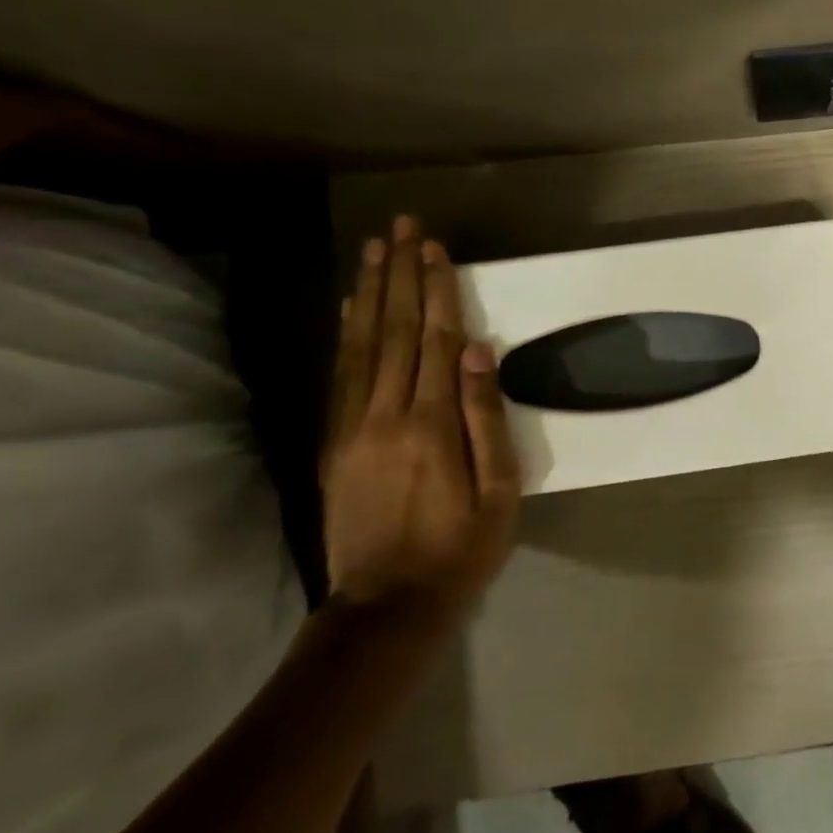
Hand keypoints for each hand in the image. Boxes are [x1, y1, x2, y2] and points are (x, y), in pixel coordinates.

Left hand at [321, 215, 519, 610]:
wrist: (387, 604)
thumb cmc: (461, 548)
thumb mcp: (499, 492)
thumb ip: (486, 419)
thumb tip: (480, 352)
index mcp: (431, 425)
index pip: (436, 341)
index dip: (436, 291)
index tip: (435, 248)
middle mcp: (385, 415)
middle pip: (395, 332)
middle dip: (400, 275)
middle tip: (402, 228)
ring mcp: (351, 428)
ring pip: (361, 346)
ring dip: (370, 293)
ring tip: (373, 250)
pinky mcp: (333, 444)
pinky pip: (341, 375)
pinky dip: (347, 334)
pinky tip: (352, 308)